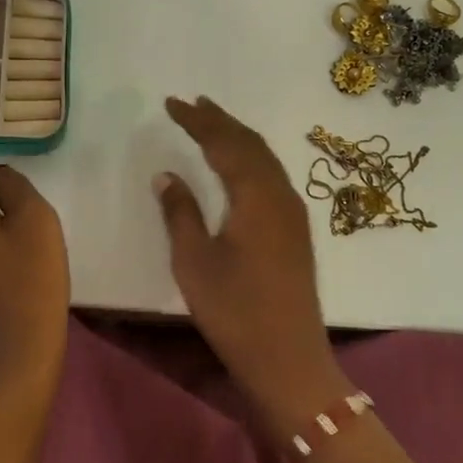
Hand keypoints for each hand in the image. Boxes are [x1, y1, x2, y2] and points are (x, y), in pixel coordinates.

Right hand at [154, 96, 351, 434]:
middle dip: (220, 120)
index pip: (224, 143)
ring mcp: (293, 212)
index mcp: (255, 196)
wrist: (289, 359)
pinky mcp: (295, 230)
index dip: (197, 121)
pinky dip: (251, 158)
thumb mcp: (194, 262)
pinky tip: (239, 164)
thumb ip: (180, 212)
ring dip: (237, 137)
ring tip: (213, 122)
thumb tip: (166, 174)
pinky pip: (272, 175)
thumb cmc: (235, 311)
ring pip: (264, 158)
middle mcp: (280, 194)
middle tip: (193, 103)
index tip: (171, 103)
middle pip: (249, 144)